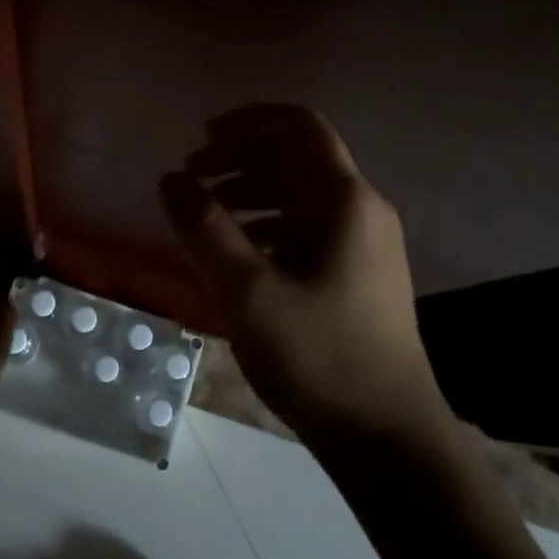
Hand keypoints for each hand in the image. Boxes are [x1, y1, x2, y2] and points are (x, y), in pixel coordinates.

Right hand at [160, 104, 449, 439]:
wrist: (388, 438)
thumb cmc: (318, 356)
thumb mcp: (248, 290)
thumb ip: (204, 227)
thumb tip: (170, 179)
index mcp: (344, 200)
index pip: (299, 126)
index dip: (248, 120)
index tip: (201, 137)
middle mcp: (362, 210)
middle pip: (298, 157)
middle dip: (241, 157)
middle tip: (192, 177)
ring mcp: (366, 244)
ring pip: (302, 195)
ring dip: (252, 191)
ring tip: (206, 213)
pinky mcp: (361, 275)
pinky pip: (309, 228)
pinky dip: (269, 225)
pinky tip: (238, 253)